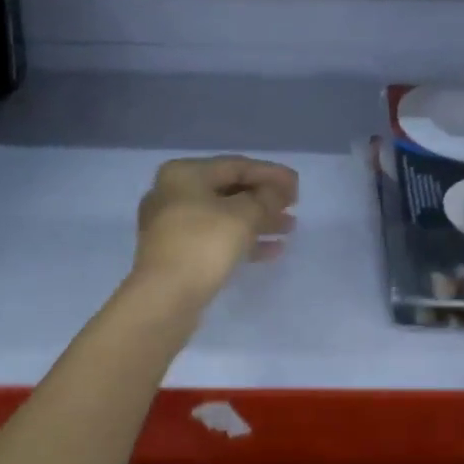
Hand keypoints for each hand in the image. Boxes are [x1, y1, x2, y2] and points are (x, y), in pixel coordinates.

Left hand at [131, 156, 298, 304]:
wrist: (165, 298)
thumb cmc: (204, 244)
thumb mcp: (244, 215)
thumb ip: (267, 198)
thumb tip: (277, 193)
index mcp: (184, 174)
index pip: (236, 165)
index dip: (271, 173)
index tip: (298, 186)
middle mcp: (173, 194)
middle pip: (229, 190)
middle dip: (265, 198)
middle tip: (294, 206)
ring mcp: (172, 226)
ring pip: (225, 217)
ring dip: (258, 221)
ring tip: (290, 227)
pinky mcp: (178, 254)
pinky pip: (216, 239)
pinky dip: (244, 241)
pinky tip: (273, 250)